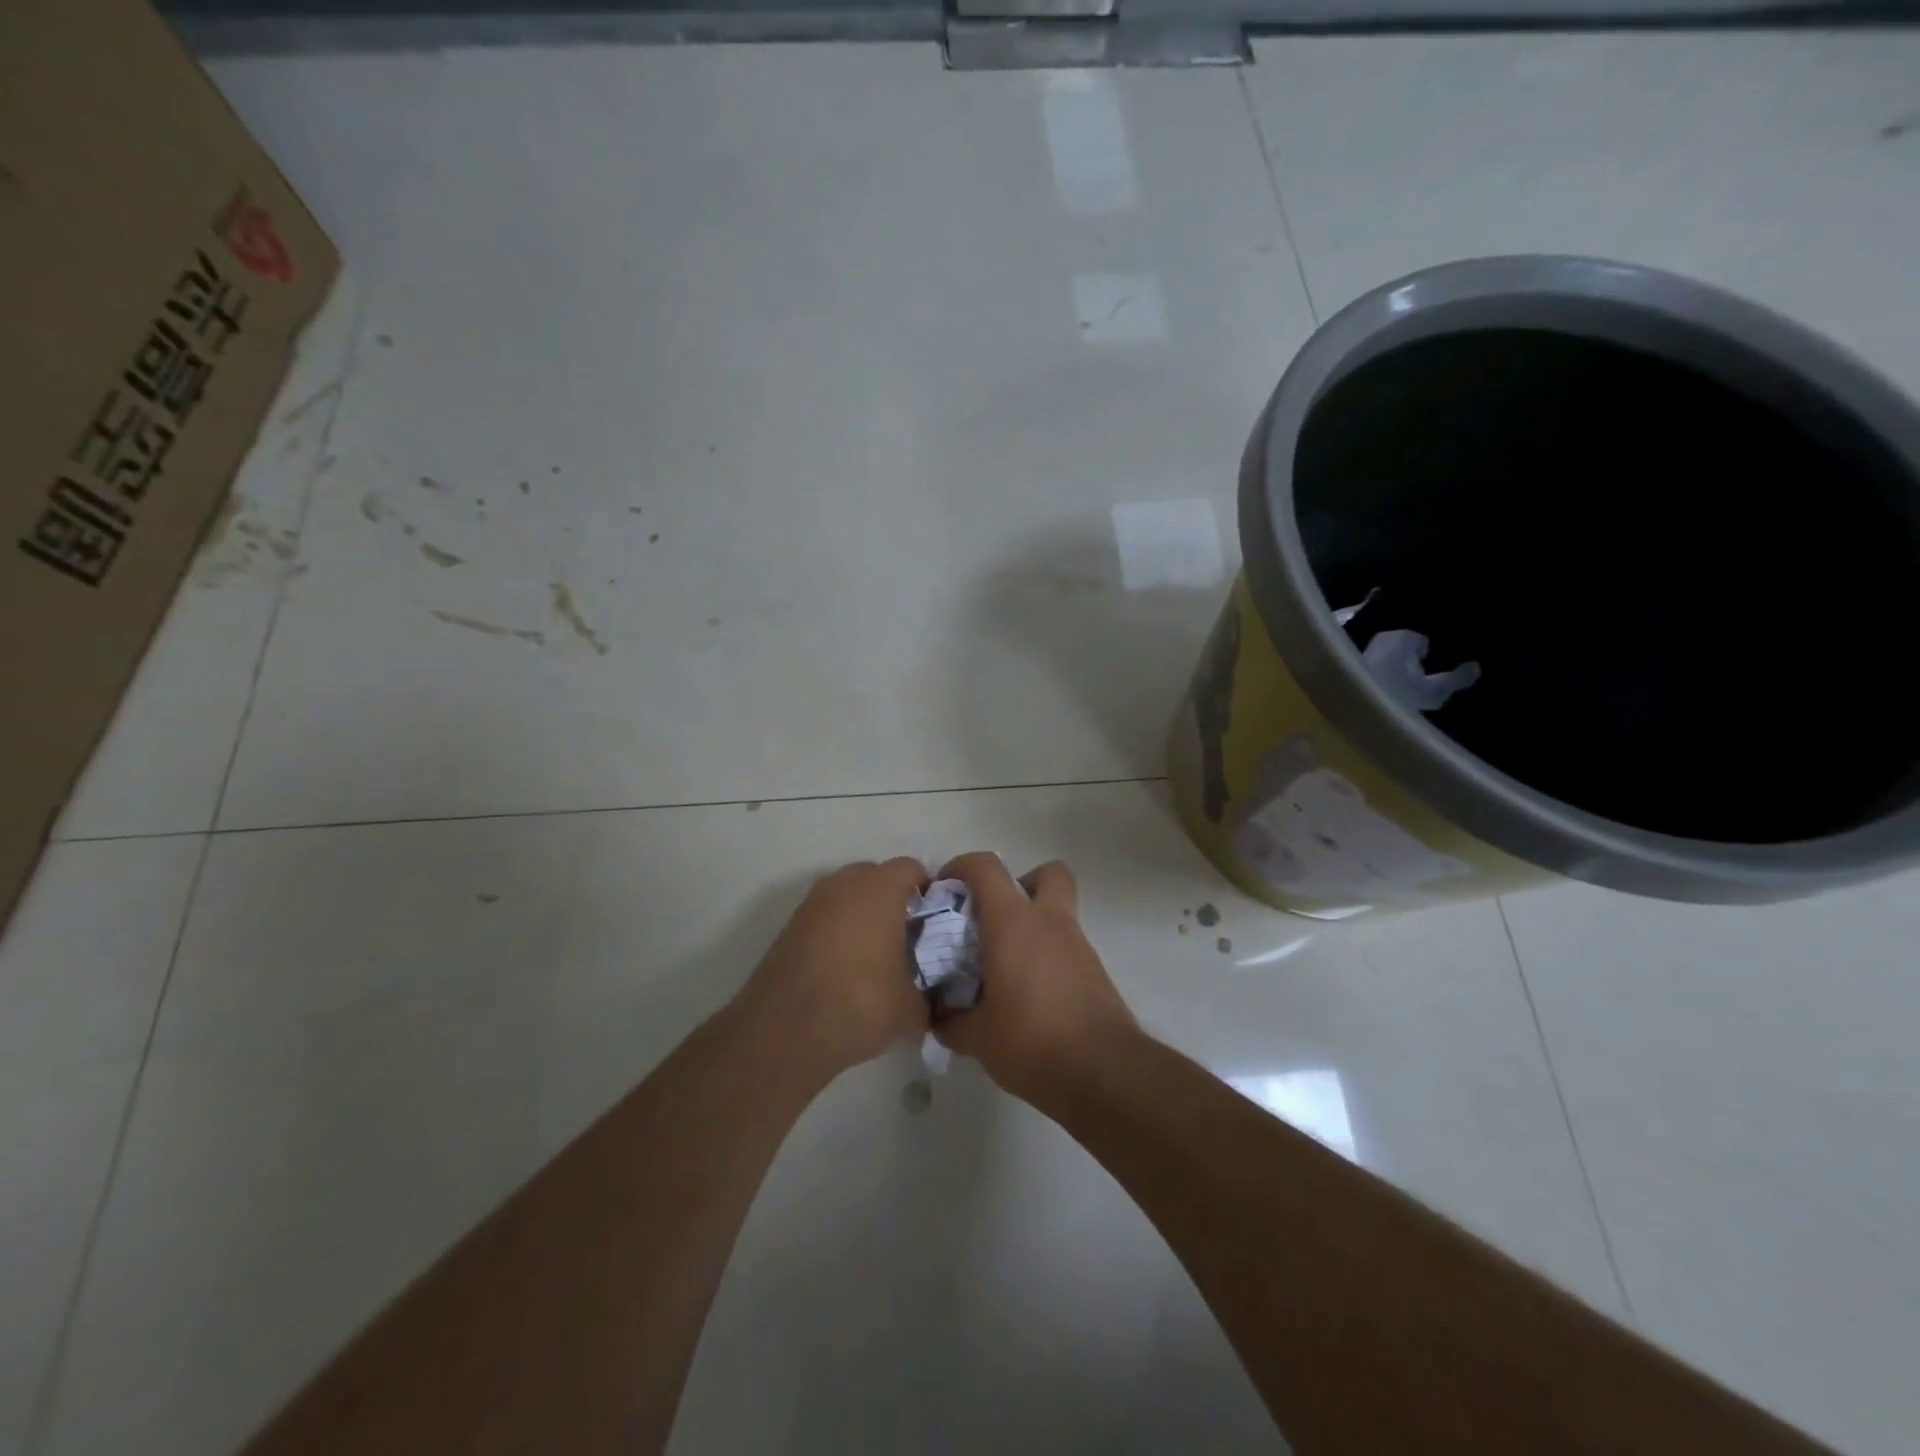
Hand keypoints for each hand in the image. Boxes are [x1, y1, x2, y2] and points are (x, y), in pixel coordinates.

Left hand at [739, 857, 930, 1077]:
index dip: (925, 890)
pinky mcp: (788, 928)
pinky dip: (834, 931)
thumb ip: (928, 993)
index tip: (932, 919)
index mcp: (879, 890)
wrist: (785, 1032)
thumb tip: (930, 997)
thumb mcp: (911, 1008)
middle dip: (890, 898)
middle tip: (904, 935)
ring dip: (859, 914)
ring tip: (872, 954)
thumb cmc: (860, 1004)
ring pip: (845, 895)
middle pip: (874, 876)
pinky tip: (841, 967)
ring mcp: (811, 904)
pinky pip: (823, 917)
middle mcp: (843, 885)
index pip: (910, 868)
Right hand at [933, 853, 1137, 1108]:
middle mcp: (1049, 922)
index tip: (945, 888)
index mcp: (1013, 923)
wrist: (1103, 1072)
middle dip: (1020, 883)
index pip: (986, 868)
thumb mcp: (977, 1038)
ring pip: (1059, 911)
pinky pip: (1067, 946)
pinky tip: (1030, 993)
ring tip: (1007, 964)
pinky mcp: (1095, 971)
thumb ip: (952, 1021)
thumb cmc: (1031, 1042)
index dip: (962, 866)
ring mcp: (1078, 945)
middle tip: (995, 917)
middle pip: (1046, 873)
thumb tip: (940, 1016)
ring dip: (1034, 924)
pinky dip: (1048, 955)